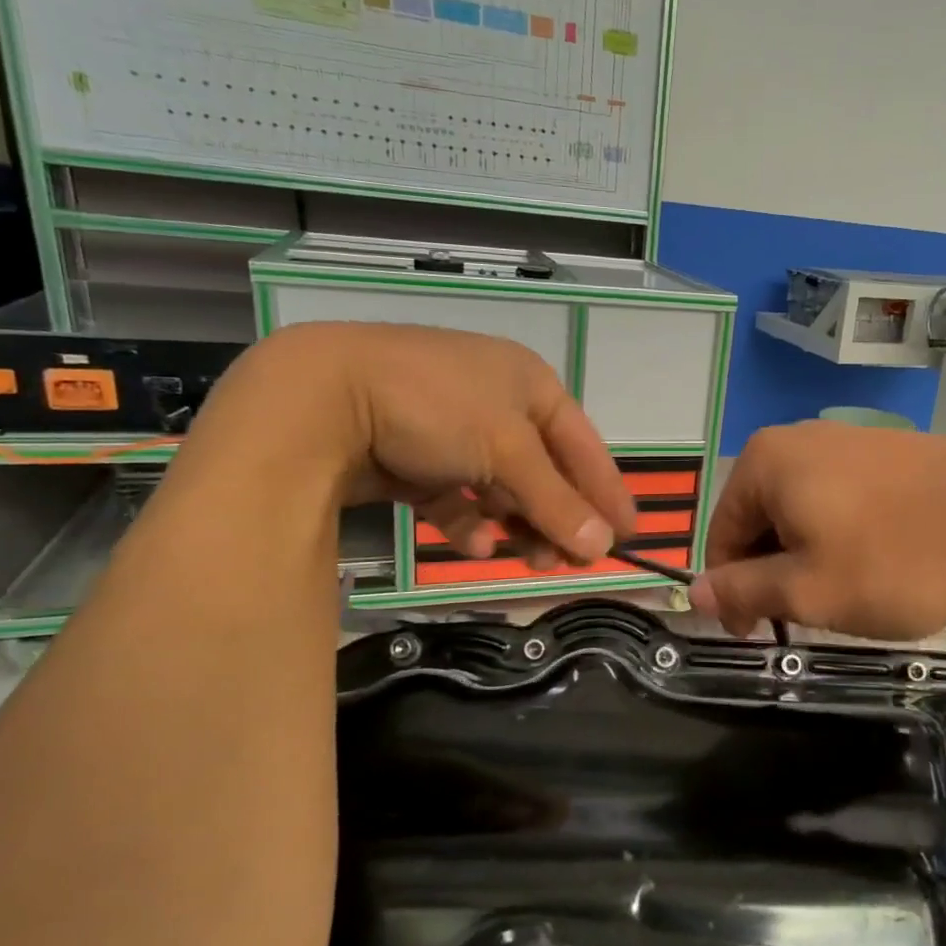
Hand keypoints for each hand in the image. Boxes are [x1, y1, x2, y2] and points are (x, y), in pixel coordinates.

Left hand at [197, 323, 636, 566]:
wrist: (316, 399)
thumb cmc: (434, 407)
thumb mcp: (506, 451)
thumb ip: (555, 501)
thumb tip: (604, 548)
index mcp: (528, 383)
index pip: (583, 445)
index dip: (606, 491)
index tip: (628, 535)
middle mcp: (495, 401)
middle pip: (543, 470)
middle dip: (558, 517)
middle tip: (572, 562)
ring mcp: (451, 429)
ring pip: (501, 488)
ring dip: (517, 524)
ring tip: (528, 560)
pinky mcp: (412, 457)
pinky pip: (456, 496)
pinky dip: (469, 522)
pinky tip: (475, 545)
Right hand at [689, 422, 945, 640]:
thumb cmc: (895, 559)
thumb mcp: (809, 591)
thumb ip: (743, 592)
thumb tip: (695, 593)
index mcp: (764, 464)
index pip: (721, 537)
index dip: (735, 594)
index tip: (764, 636)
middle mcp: (796, 440)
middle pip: (760, 522)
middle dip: (775, 574)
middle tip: (813, 617)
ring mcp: (844, 439)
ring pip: (801, 514)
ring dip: (809, 560)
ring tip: (849, 593)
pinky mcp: (885, 450)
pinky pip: (839, 500)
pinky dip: (843, 537)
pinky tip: (878, 562)